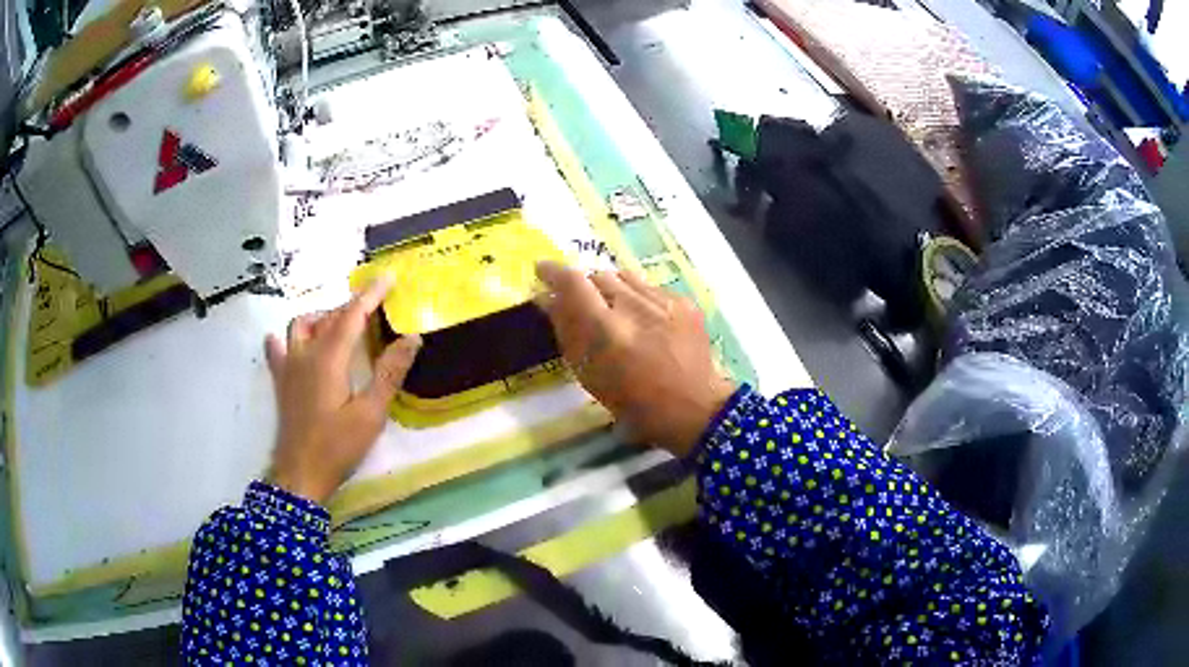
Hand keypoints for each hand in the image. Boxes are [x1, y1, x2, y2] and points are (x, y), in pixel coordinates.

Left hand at [264, 278, 421, 503]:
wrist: (300, 474)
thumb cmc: (337, 447)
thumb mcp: (370, 414)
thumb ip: (389, 373)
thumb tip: (412, 338)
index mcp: (329, 358)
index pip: (352, 315)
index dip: (371, 294)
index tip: (388, 277)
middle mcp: (305, 353)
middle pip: (328, 317)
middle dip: (350, 306)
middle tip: (373, 309)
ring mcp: (289, 367)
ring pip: (300, 326)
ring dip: (321, 318)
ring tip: (338, 324)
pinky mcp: (281, 382)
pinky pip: (278, 348)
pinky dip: (286, 338)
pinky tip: (290, 343)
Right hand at [536, 261, 735, 455]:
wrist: (693, 407)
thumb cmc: (633, 401)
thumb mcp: (588, 374)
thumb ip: (567, 330)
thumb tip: (546, 297)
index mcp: (606, 330)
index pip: (572, 282)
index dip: (553, 271)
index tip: (541, 270)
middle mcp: (635, 306)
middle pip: (598, 275)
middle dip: (585, 287)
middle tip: (583, 305)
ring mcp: (663, 300)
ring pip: (625, 277)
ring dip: (613, 289)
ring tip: (615, 312)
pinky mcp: (683, 300)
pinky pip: (649, 288)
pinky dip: (639, 298)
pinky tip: (645, 322)